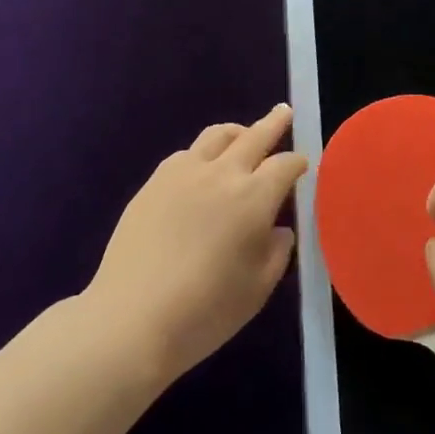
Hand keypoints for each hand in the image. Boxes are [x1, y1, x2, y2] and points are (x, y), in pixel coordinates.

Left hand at [86, 105, 306, 384]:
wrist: (131, 321)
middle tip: (284, 112)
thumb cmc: (205, 311)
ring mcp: (183, 174)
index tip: (302, 166)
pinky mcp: (154, 183)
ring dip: (237, 132)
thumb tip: (277, 230)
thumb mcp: (258, 288)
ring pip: (216, 136)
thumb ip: (277, 252)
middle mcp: (222, 174)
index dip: (298, 163)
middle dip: (275, 123)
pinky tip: (201, 171)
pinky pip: (185, 154)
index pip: (285, 165)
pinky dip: (203, 154)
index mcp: (255, 197)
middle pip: (255, 135)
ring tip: (243, 136)